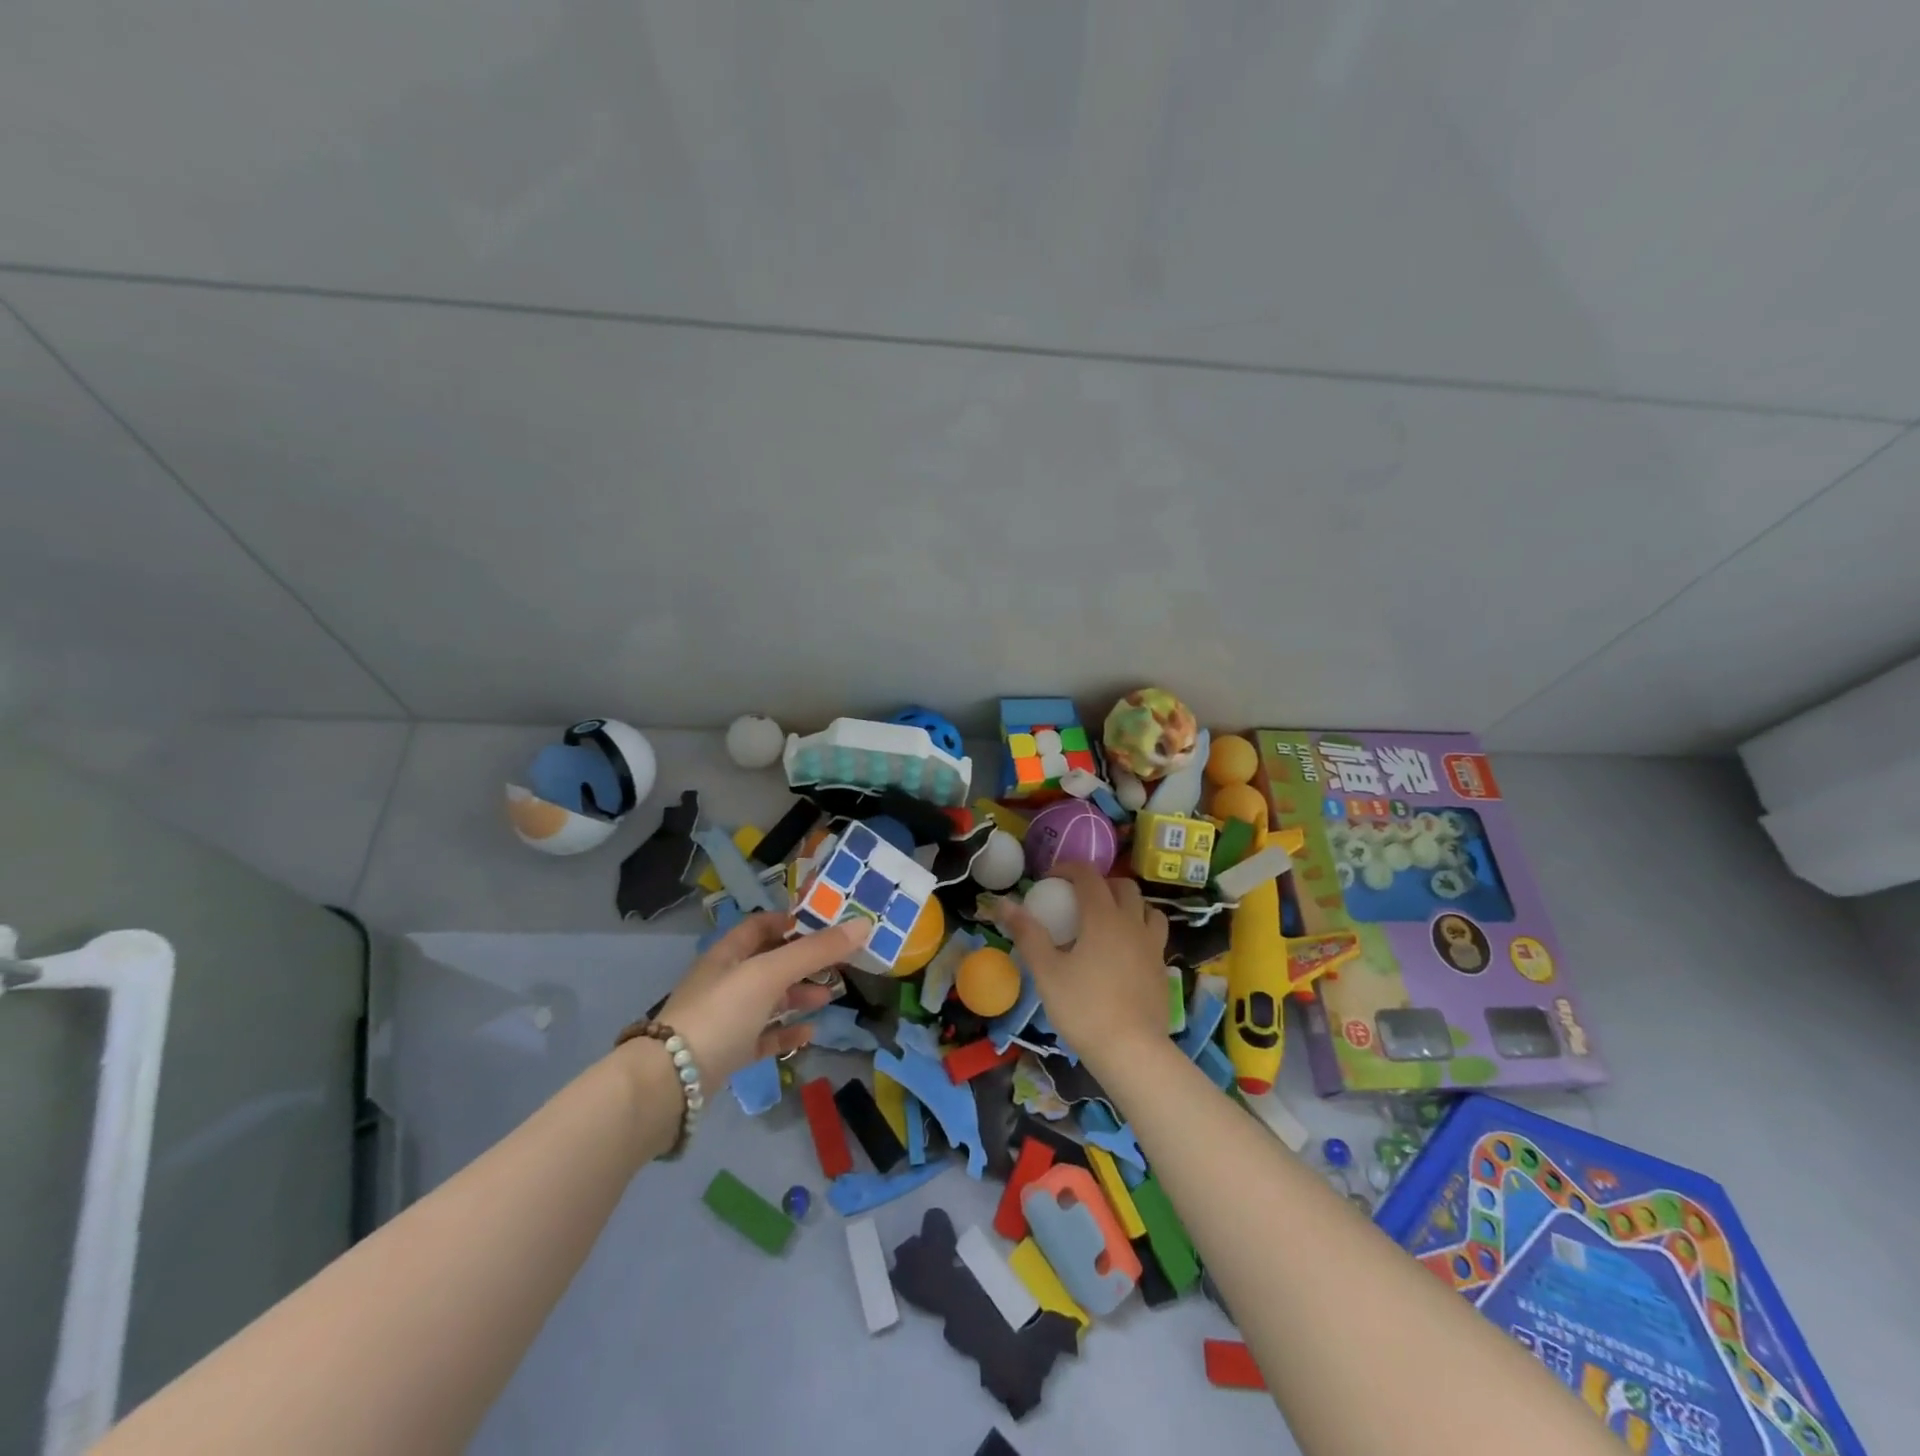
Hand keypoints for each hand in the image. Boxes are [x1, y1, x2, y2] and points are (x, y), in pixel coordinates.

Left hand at [655, 913, 871, 1085]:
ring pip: (768, 1000)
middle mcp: (724, 981)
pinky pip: (762, 1037)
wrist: (670, 1083)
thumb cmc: (721, 1013)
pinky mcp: (726, 1053)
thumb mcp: (770, 974)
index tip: (827, 927)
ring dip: (798, 995)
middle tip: (838, 965)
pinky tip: (810, 1033)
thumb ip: (816, 951)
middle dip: (804, 962)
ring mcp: (724, 1019)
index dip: (792, 922)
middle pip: (769, 962)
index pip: (761, 926)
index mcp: (727, 953)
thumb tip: (864, 924)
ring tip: (830, 997)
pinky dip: (786, 1032)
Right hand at [995, 863, 1169, 1062]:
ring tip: (1107, 921)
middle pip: (1123, 886)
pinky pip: (1154, 935)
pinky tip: (1123, 952)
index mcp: (1103, 917)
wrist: (1131, 1051)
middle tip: (1078, 900)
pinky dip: (1139, 930)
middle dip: (1100, 884)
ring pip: (1147, 908)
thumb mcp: (1046, 971)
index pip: (1089, 875)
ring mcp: (1152, 945)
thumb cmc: (1083, 1008)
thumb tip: (1004, 903)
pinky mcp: (1162, 968)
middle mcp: (1132, 923)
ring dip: (1127, 905)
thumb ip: (1027, 933)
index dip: (1069, 869)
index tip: (1050, 880)